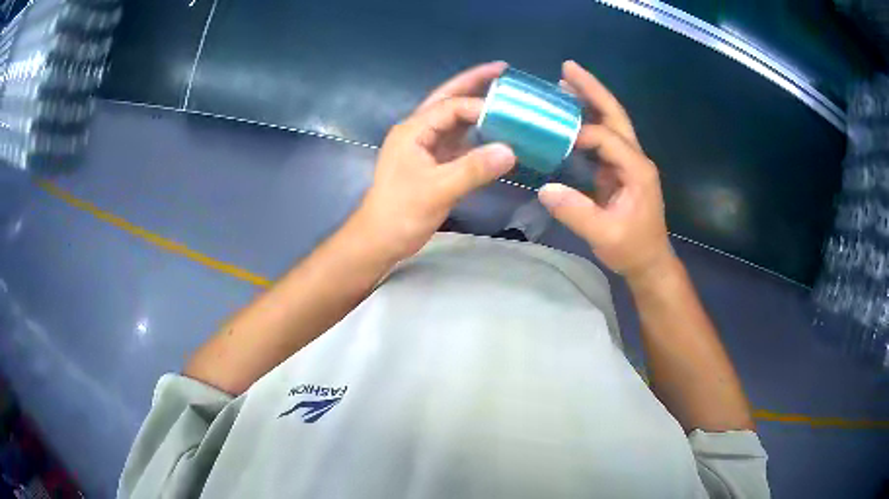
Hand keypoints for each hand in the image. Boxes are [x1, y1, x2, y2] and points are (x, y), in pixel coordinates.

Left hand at [354, 62, 516, 261]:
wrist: (381, 240)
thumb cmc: (401, 213)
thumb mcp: (437, 190)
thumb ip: (473, 169)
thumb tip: (511, 151)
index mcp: (413, 130)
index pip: (450, 107)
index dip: (480, 106)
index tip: (510, 113)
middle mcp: (418, 131)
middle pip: (448, 99)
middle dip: (473, 82)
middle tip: (502, 69)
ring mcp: (425, 146)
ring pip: (454, 118)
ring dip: (477, 106)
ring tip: (503, 95)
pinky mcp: (432, 162)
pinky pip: (458, 140)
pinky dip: (477, 134)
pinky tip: (495, 132)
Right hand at [538, 61, 673, 282]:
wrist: (649, 262)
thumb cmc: (632, 249)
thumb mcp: (605, 235)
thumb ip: (577, 212)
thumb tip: (545, 189)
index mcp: (637, 169)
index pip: (606, 138)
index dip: (579, 134)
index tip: (552, 138)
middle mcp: (636, 158)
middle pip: (615, 115)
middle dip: (592, 90)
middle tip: (567, 67)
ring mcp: (629, 162)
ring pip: (611, 122)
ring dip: (590, 101)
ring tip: (565, 83)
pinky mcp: (621, 169)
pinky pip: (604, 138)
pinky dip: (588, 122)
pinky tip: (570, 117)